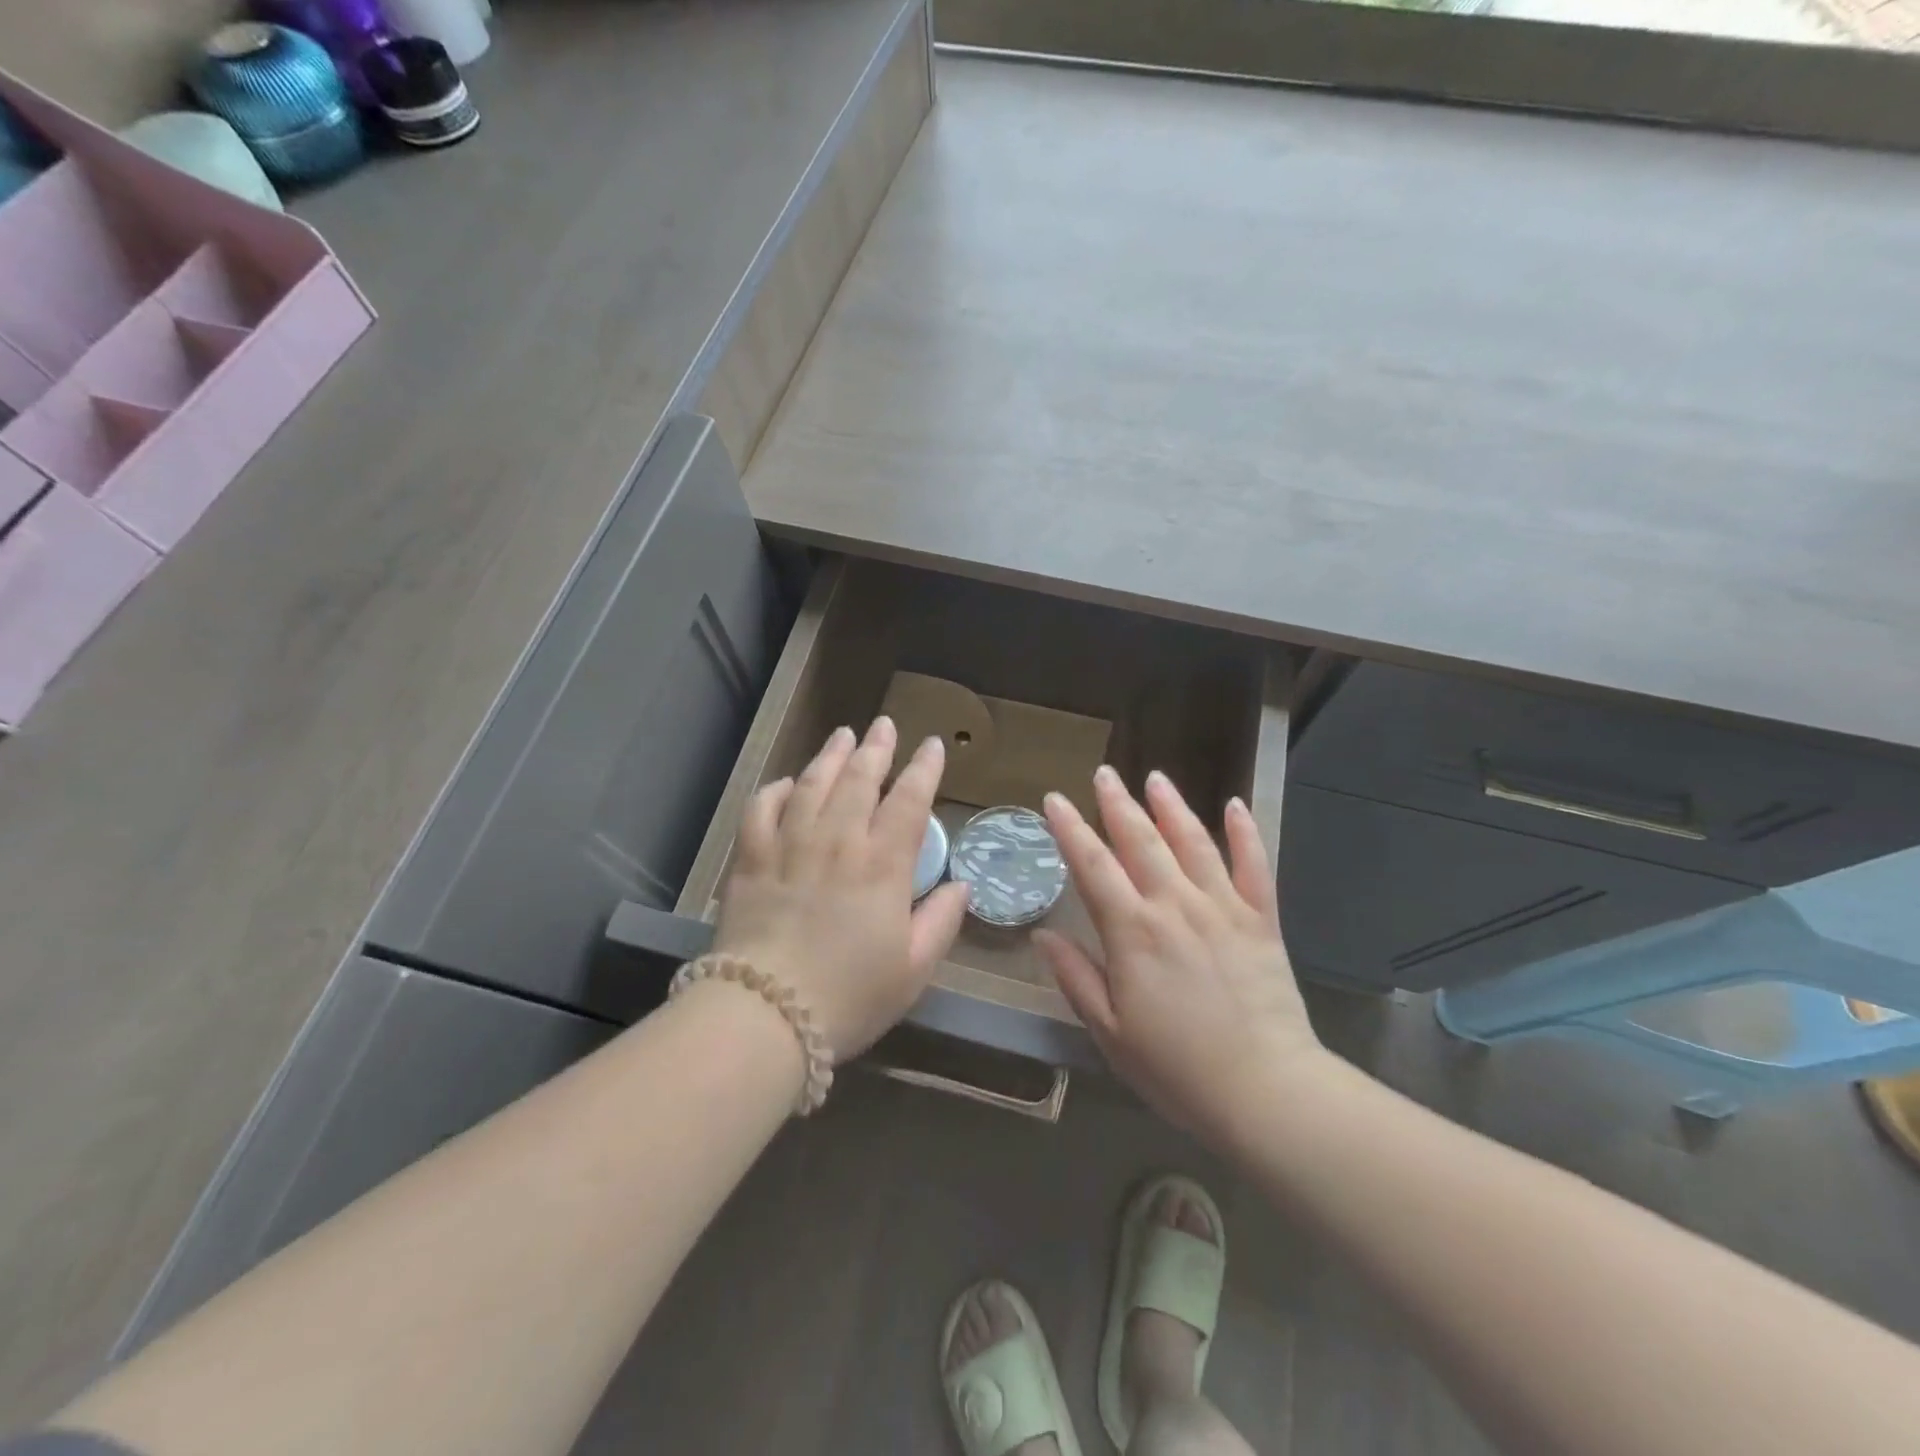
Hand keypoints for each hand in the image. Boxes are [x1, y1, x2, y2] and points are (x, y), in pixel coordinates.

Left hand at [712, 717, 970, 1059]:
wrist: (766, 1014)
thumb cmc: (850, 996)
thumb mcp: (914, 969)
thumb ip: (942, 921)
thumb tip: (962, 885)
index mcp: (882, 865)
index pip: (909, 801)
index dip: (924, 769)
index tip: (932, 745)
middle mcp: (838, 842)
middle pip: (859, 780)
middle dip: (876, 748)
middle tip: (884, 725)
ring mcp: (790, 845)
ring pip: (813, 784)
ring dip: (831, 755)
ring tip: (843, 734)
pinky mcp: (751, 859)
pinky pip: (761, 809)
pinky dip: (776, 790)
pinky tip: (788, 783)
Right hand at [1035, 766, 1327, 1144]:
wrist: (1266, 1091)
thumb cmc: (1176, 1069)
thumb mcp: (1109, 1031)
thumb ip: (1076, 977)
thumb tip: (1044, 935)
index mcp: (1132, 932)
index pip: (1093, 866)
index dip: (1070, 830)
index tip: (1054, 800)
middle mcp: (1175, 906)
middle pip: (1141, 841)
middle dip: (1118, 804)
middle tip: (1104, 773)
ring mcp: (1223, 908)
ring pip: (1193, 842)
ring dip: (1172, 806)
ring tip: (1156, 778)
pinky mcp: (1262, 921)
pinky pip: (1254, 866)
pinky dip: (1245, 833)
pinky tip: (1235, 805)